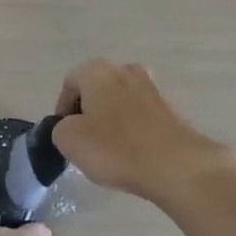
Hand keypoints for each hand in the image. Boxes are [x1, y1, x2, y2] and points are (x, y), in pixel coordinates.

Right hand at [51, 59, 235, 203]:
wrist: (176, 165)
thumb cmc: (116, 148)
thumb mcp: (69, 140)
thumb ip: (60, 128)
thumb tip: (71, 127)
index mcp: (98, 70)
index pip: (69, 84)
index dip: (61, 110)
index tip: (64, 136)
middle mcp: (125, 70)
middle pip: (96, 90)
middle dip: (87, 114)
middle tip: (84, 143)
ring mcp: (151, 87)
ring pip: (119, 102)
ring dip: (110, 122)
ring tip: (109, 151)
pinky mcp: (169, 108)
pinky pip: (140, 115)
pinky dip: (131, 130)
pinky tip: (132, 154)